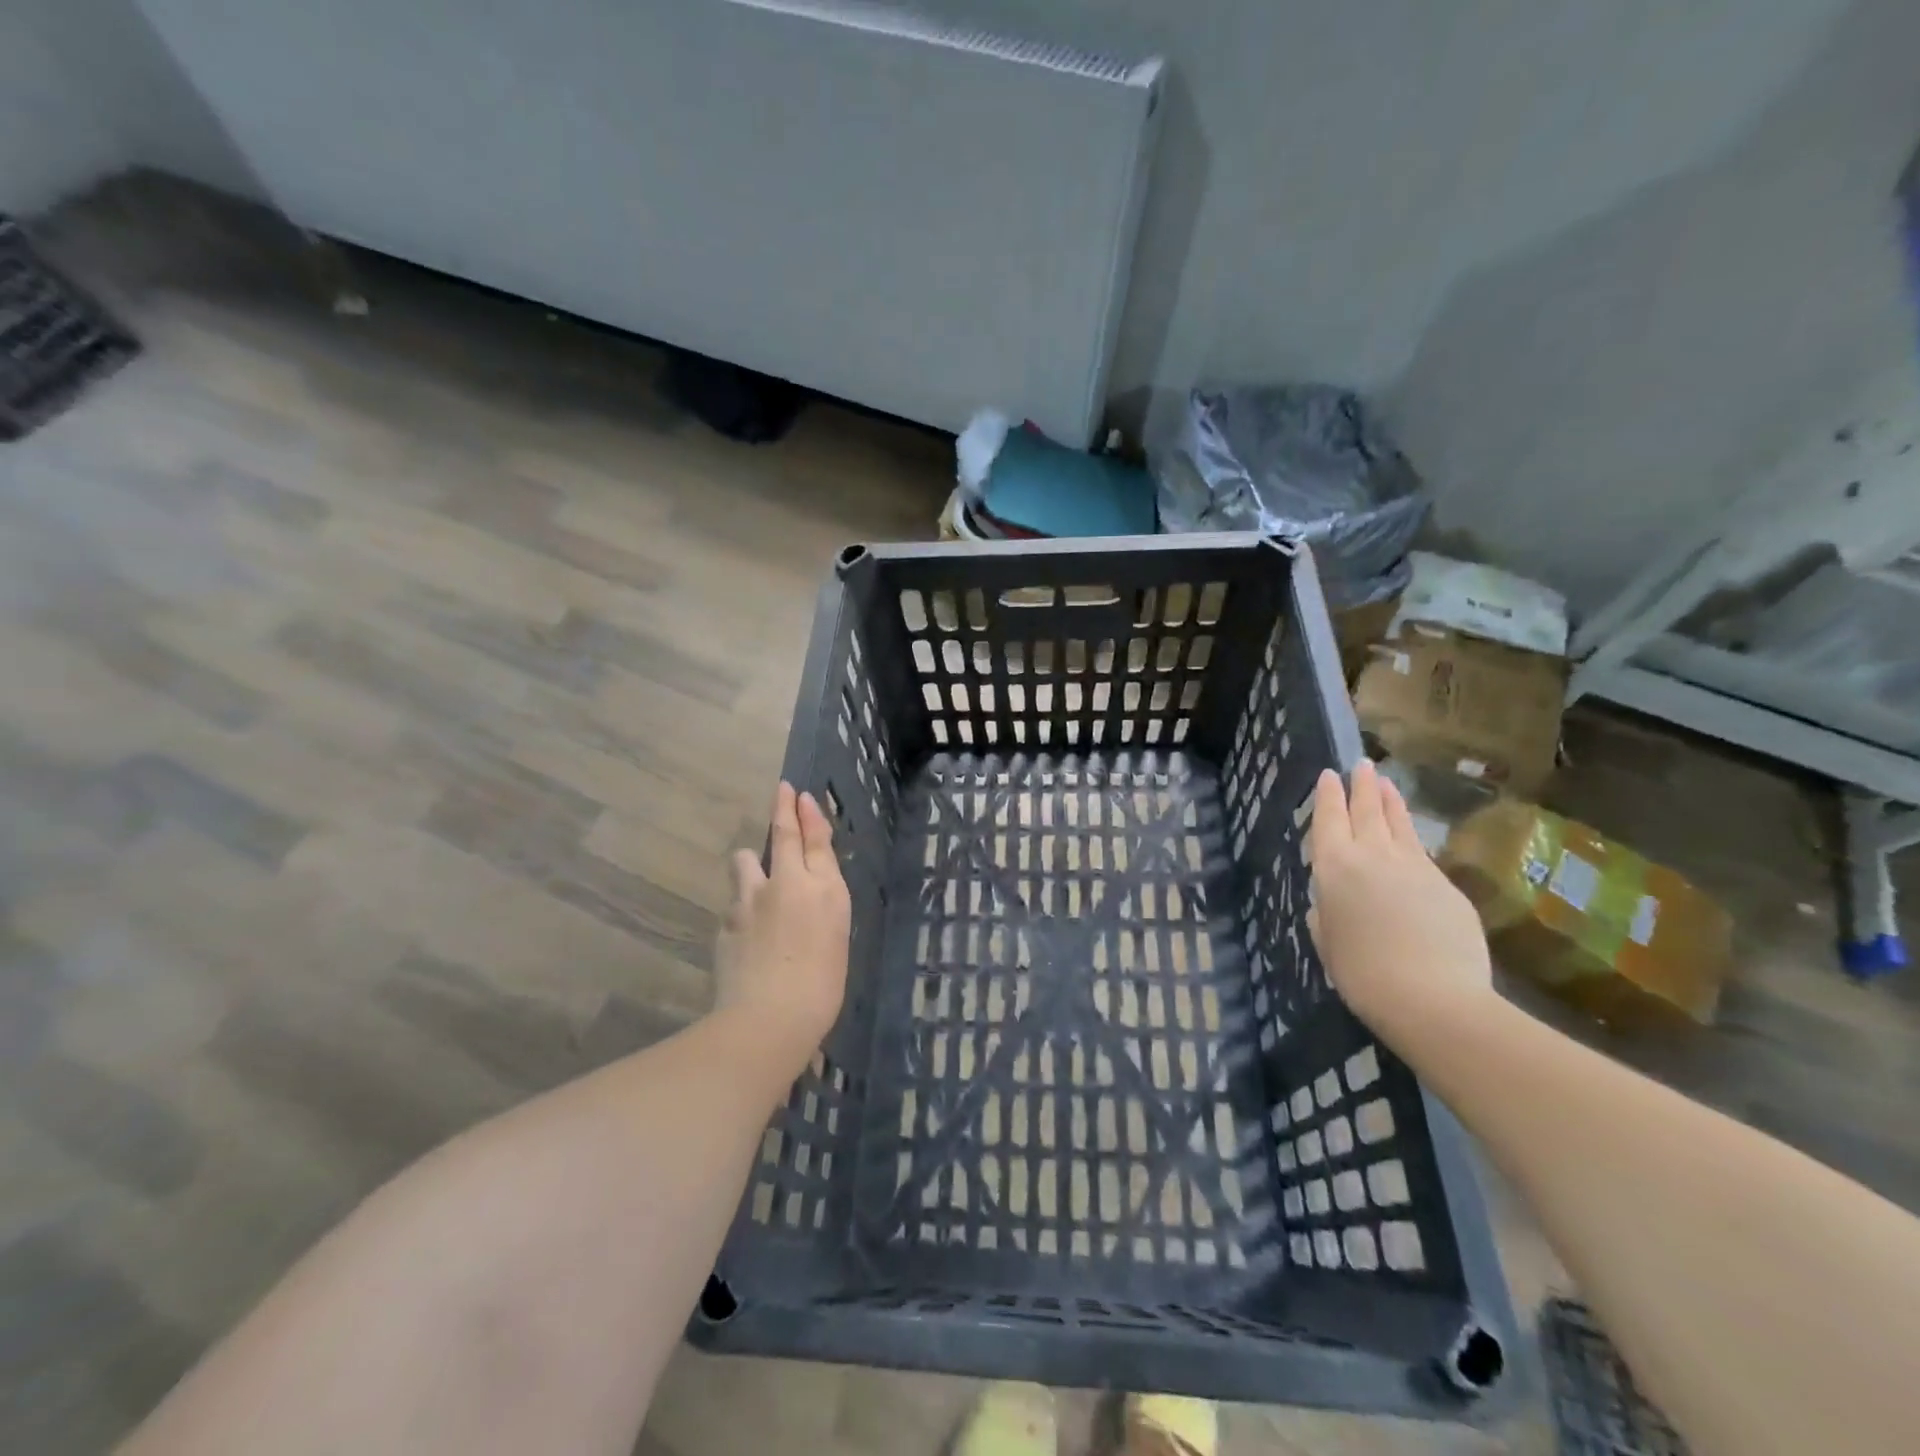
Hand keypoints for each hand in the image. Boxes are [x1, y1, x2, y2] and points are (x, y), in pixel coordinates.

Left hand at [714, 782, 850, 1070]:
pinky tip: (746, 935)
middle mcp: (788, 883)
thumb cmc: (820, 989)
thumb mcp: (835, 940)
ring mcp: (751, 898)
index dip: (810, 815)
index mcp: (826, 890)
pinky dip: (741, 909)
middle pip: (784, 834)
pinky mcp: (726, 920)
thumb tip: (808, 897)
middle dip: (783, 808)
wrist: (769, 1019)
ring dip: (752, 864)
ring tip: (755, 879)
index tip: (801, 795)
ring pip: (747, 861)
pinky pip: (734, 903)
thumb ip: (821, 908)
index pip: (817, 840)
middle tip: (782, 790)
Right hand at [1307, 760, 1492, 1040]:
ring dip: (1391, 801)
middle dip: (1362, 786)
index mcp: (1334, 867)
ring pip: (1400, 824)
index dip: (1328, 796)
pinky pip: (1422, 853)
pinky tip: (1411, 839)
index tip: (1329, 775)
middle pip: (1367, 810)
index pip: (1328, 819)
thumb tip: (1330, 902)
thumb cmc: (1362, 974)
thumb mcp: (1327, 942)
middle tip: (1362, 764)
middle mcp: (1372, 856)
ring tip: (1387, 782)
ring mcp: (1414, 867)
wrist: (1433, 999)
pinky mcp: (1446, 885)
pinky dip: (1412, 838)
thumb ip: (1326, 913)